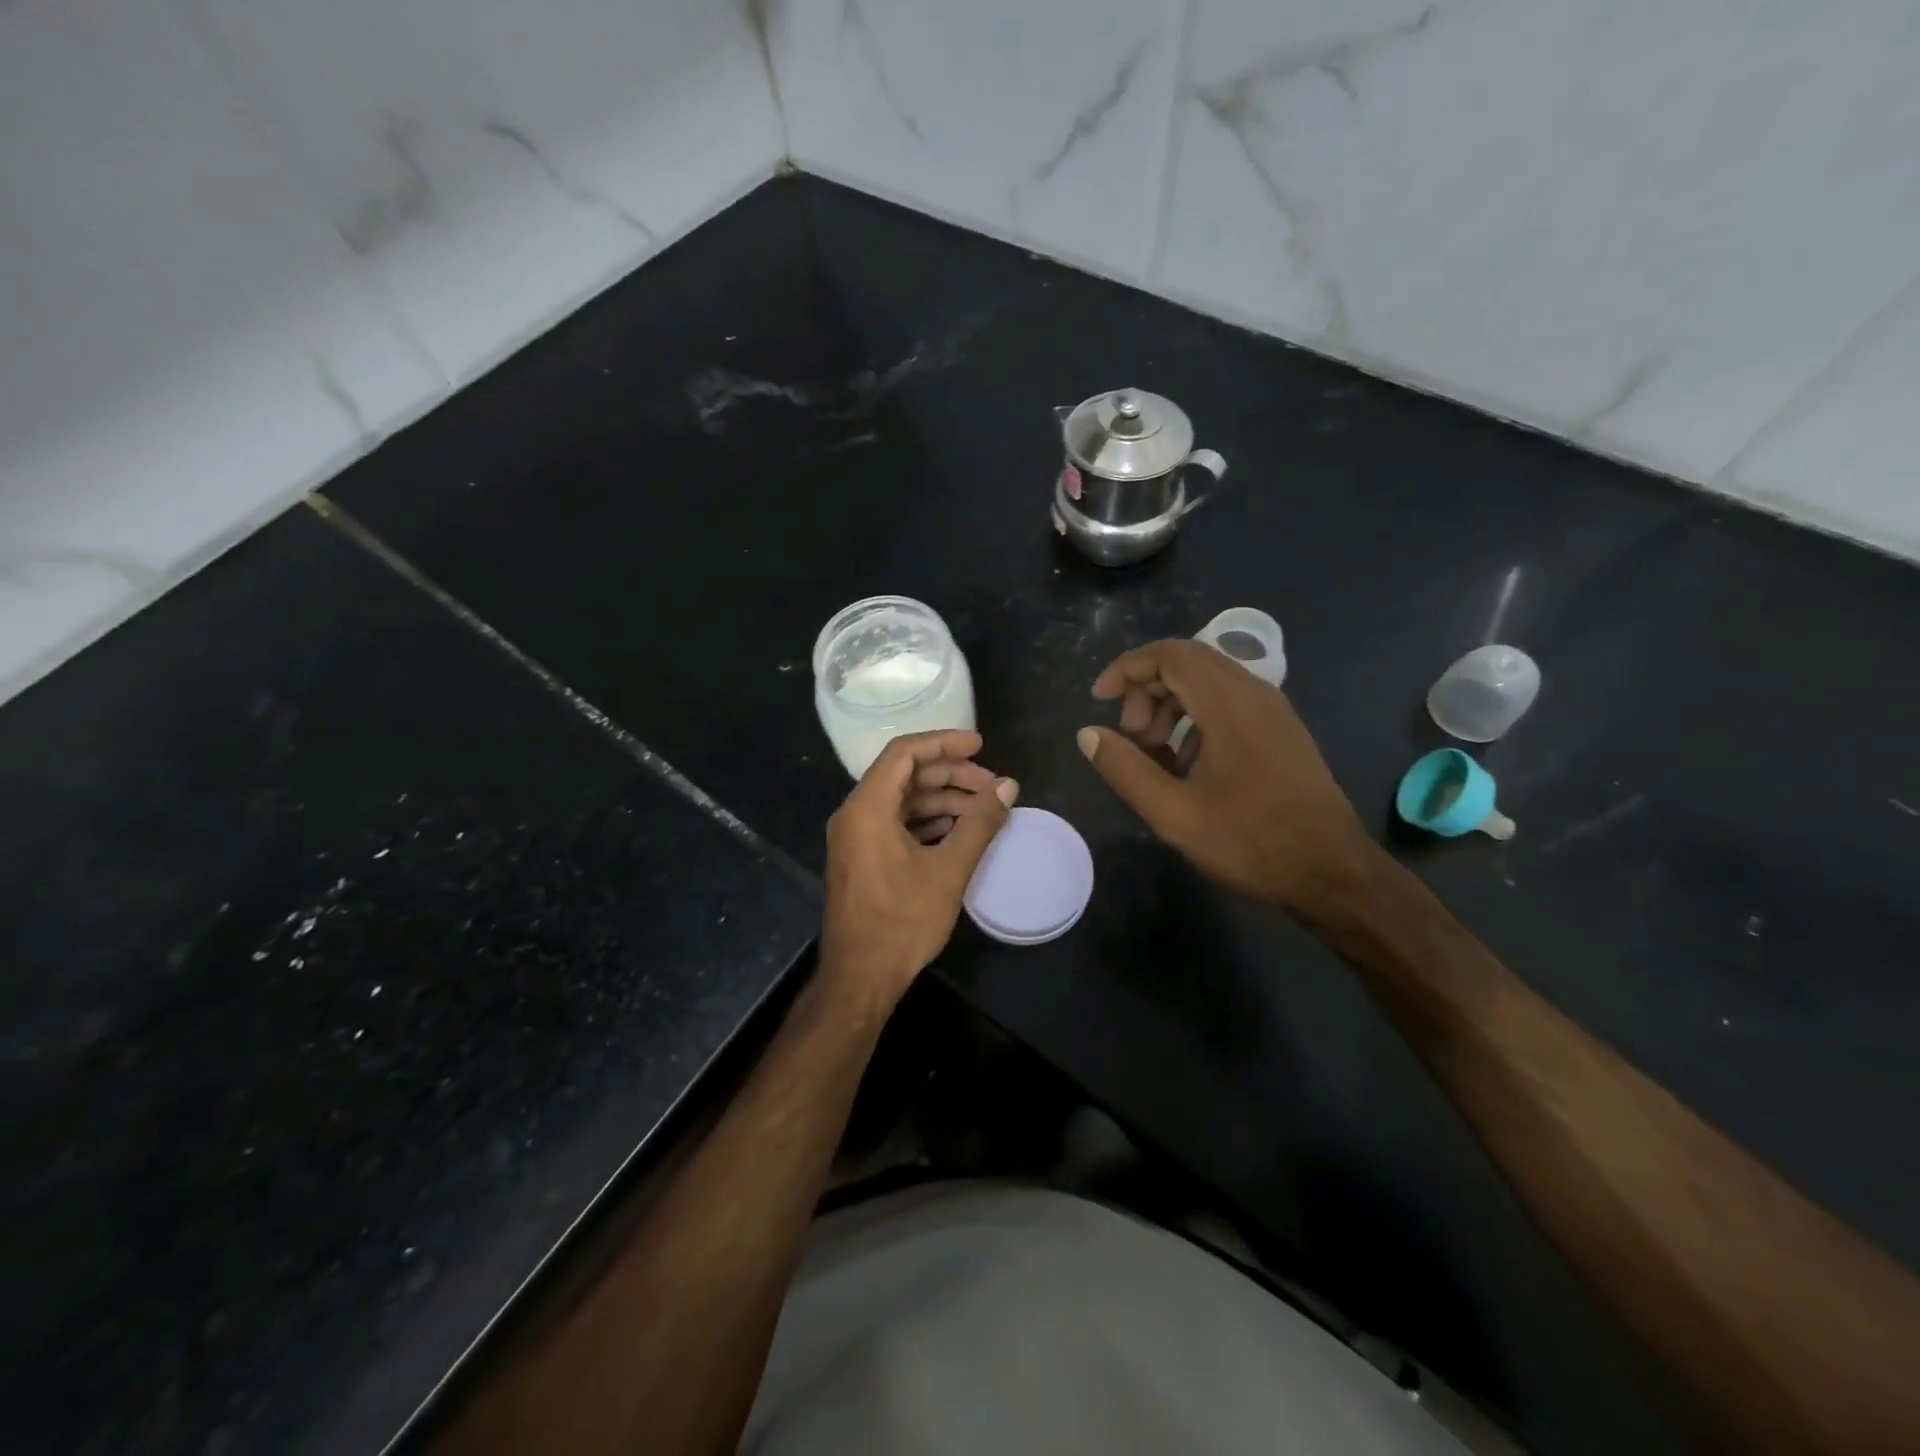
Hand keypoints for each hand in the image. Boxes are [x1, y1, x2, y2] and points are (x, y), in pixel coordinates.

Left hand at [820, 730, 1017, 1010]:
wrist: (860, 978)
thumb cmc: (902, 921)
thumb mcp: (949, 869)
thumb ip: (979, 823)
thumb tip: (1008, 787)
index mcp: (868, 807)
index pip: (905, 753)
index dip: (945, 743)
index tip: (981, 746)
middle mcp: (855, 814)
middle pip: (905, 775)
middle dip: (951, 775)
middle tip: (991, 786)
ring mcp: (856, 838)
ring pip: (902, 801)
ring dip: (942, 800)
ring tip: (983, 810)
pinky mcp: (863, 858)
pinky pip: (896, 824)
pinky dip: (928, 822)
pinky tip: (959, 832)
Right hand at [1078, 639, 1376, 916]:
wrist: (1334, 873)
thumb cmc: (1252, 842)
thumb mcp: (1175, 813)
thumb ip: (1126, 769)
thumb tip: (1089, 735)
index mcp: (1229, 704)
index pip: (1170, 654)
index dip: (1127, 669)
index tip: (1100, 701)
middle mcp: (1255, 694)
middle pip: (1187, 663)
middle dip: (1146, 691)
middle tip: (1131, 738)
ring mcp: (1273, 712)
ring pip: (1208, 683)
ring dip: (1170, 706)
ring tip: (1155, 755)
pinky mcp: (1281, 732)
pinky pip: (1228, 704)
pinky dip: (1196, 720)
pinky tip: (1187, 766)